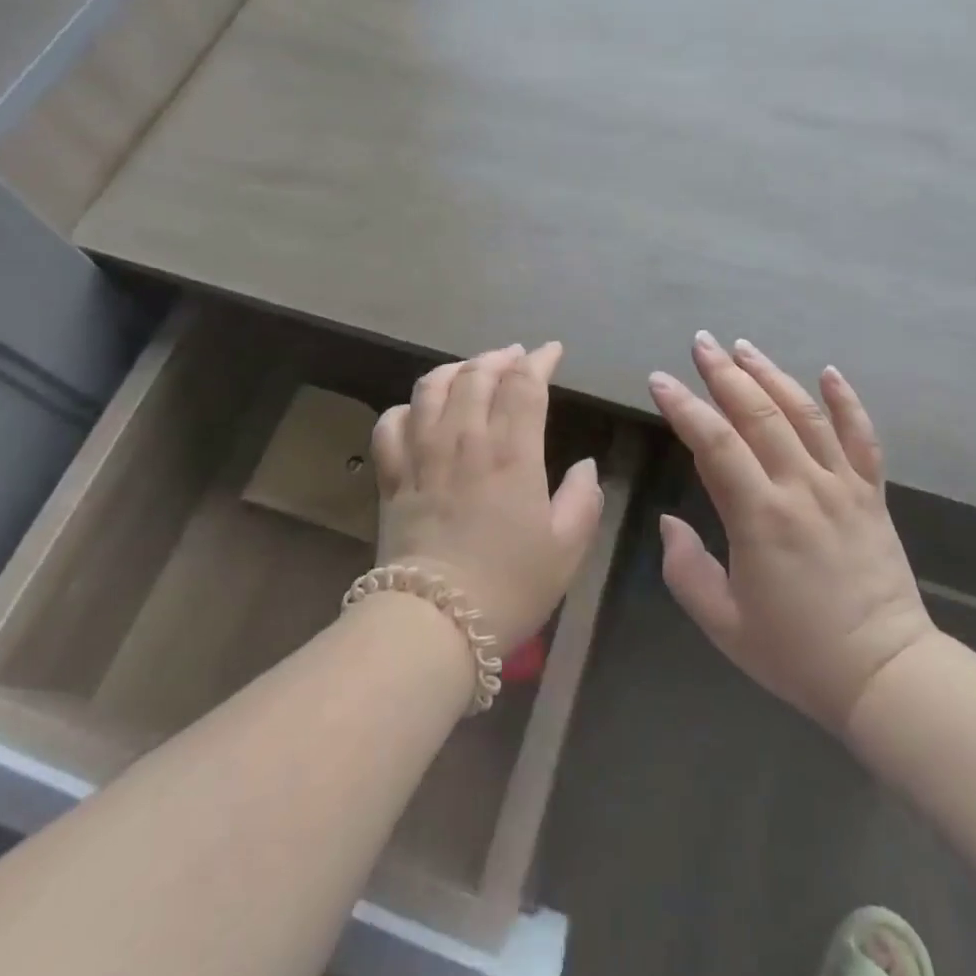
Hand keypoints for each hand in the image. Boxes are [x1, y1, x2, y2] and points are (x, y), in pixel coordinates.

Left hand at [371, 342, 602, 650]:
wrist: (433, 623)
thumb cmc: (509, 585)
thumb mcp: (567, 549)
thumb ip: (583, 500)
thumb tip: (584, 466)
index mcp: (512, 453)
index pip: (524, 385)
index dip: (539, 360)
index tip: (551, 351)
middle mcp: (465, 440)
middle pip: (476, 375)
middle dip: (499, 357)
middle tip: (515, 357)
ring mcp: (422, 454)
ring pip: (431, 387)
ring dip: (455, 370)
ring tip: (471, 370)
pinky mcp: (392, 476)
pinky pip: (391, 423)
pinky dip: (408, 407)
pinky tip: (420, 411)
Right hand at [648, 332, 934, 735]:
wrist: (886, 675)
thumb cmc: (796, 653)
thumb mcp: (723, 624)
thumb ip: (686, 570)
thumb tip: (670, 521)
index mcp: (760, 518)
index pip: (715, 444)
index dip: (684, 407)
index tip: (660, 379)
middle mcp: (802, 488)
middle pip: (759, 414)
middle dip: (724, 373)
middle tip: (701, 343)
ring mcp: (842, 487)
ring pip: (805, 414)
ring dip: (771, 375)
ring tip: (744, 347)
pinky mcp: (871, 495)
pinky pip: (862, 438)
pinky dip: (846, 402)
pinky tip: (829, 372)